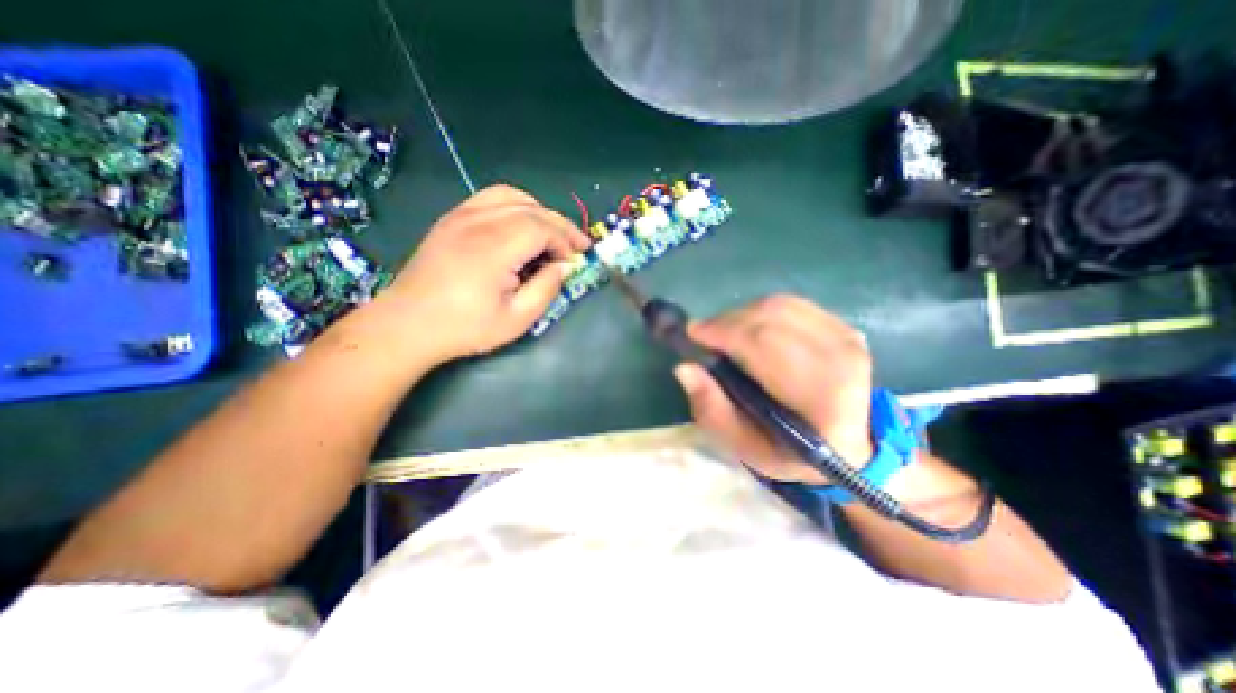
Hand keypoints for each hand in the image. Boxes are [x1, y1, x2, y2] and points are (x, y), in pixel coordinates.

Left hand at [374, 187, 589, 366]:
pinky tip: (520, 226)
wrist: (407, 324)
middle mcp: (478, 222)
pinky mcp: (451, 219)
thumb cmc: (465, 327)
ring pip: (512, 196)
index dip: (565, 240)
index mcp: (494, 248)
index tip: (576, 260)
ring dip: (539, 212)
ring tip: (551, 234)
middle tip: (577, 245)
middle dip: (560, 225)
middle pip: (531, 209)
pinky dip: (515, 206)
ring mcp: (461, 216)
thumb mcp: (516, 319)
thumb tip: (565, 267)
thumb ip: (546, 289)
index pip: (542, 227)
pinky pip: (490, 198)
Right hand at [675, 295, 867, 482]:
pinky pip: (792, 305)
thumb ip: (712, 409)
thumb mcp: (744, 446)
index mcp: (819, 395)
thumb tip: (684, 367)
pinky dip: (762, 311)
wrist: (850, 449)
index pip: (763, 344)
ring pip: (779, 305)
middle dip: (727, 321)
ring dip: (742, 314)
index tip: (692, 333)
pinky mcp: (843, 328)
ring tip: (725, 333)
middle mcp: (838, 357)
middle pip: (770, 317)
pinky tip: (752, 329)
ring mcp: (846, 338)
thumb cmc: (791, 453)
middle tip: (704, 335)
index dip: (723, 331)